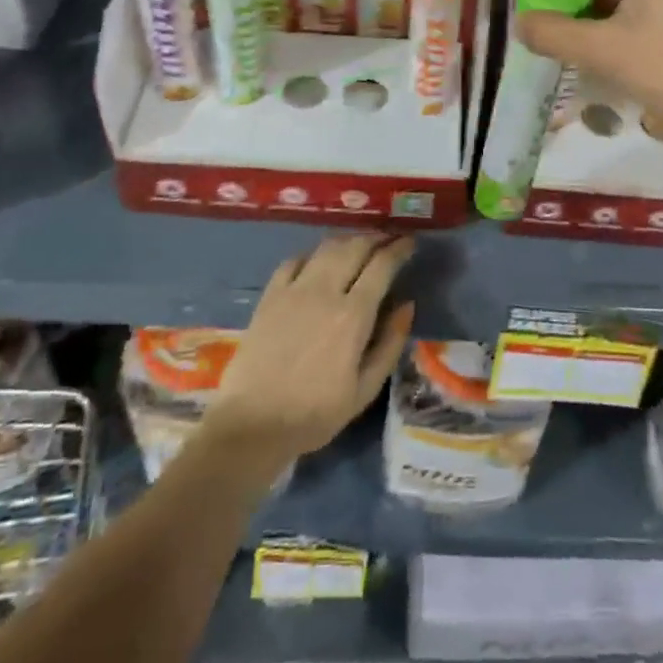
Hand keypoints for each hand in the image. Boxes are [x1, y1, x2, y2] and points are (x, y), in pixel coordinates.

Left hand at [207, 234, 415, 461]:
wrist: (252, 424)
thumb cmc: (315, 414)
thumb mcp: (365, 390)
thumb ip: (390, 344)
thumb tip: (407, 305)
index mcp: (353, 315)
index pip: (382, 265)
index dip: (399, 249)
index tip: (410, 243)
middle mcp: (325, 291)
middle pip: (355, 247)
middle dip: (376, 238)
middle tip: (388, 239)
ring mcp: (293, 290)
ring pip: (326, 247)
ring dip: (347, 240)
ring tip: (359, 244)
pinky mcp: (269, 296)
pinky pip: (294, 260)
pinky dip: (312, 253)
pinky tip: (318, 260)